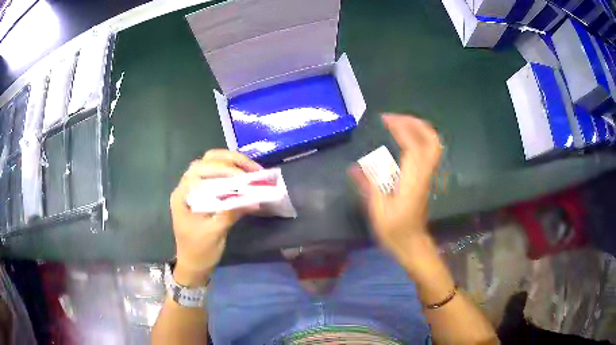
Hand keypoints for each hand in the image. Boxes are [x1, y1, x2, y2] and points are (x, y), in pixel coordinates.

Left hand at [170, 150, 261, 285]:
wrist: (193, 264)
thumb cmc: (199, 251)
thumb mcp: (215, 233)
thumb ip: (231, 213)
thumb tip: (254, 199)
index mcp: (183, 195)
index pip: (201, 171)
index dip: (224, 170)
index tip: (245, 179)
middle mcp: (186, 186)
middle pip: (207, 161)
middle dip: (232, 161)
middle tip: (254, 170)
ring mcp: (194, 188)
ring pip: (211, 164)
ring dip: (232, 163)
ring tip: (252, 170)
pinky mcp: (202, 193)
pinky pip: (216, 175)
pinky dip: (231, 172)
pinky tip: (244, 176)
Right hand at [349, 114, 441, 260]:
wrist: (413, 244)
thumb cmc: (395, 231)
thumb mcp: (378, 210)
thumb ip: (369, 185)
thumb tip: (355, 166)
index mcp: (413, 181)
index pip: (414, 146)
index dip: (402, 128)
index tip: (385, 119)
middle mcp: (425, 174)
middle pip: (431, 141)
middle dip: (415, 123)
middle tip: (395, 118)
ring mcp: (429, 176)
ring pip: (433, 145)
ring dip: (418, 129)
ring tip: (399, 123)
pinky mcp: (426, 178)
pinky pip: (428, 152)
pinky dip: (419, 139)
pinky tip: (405, 139)